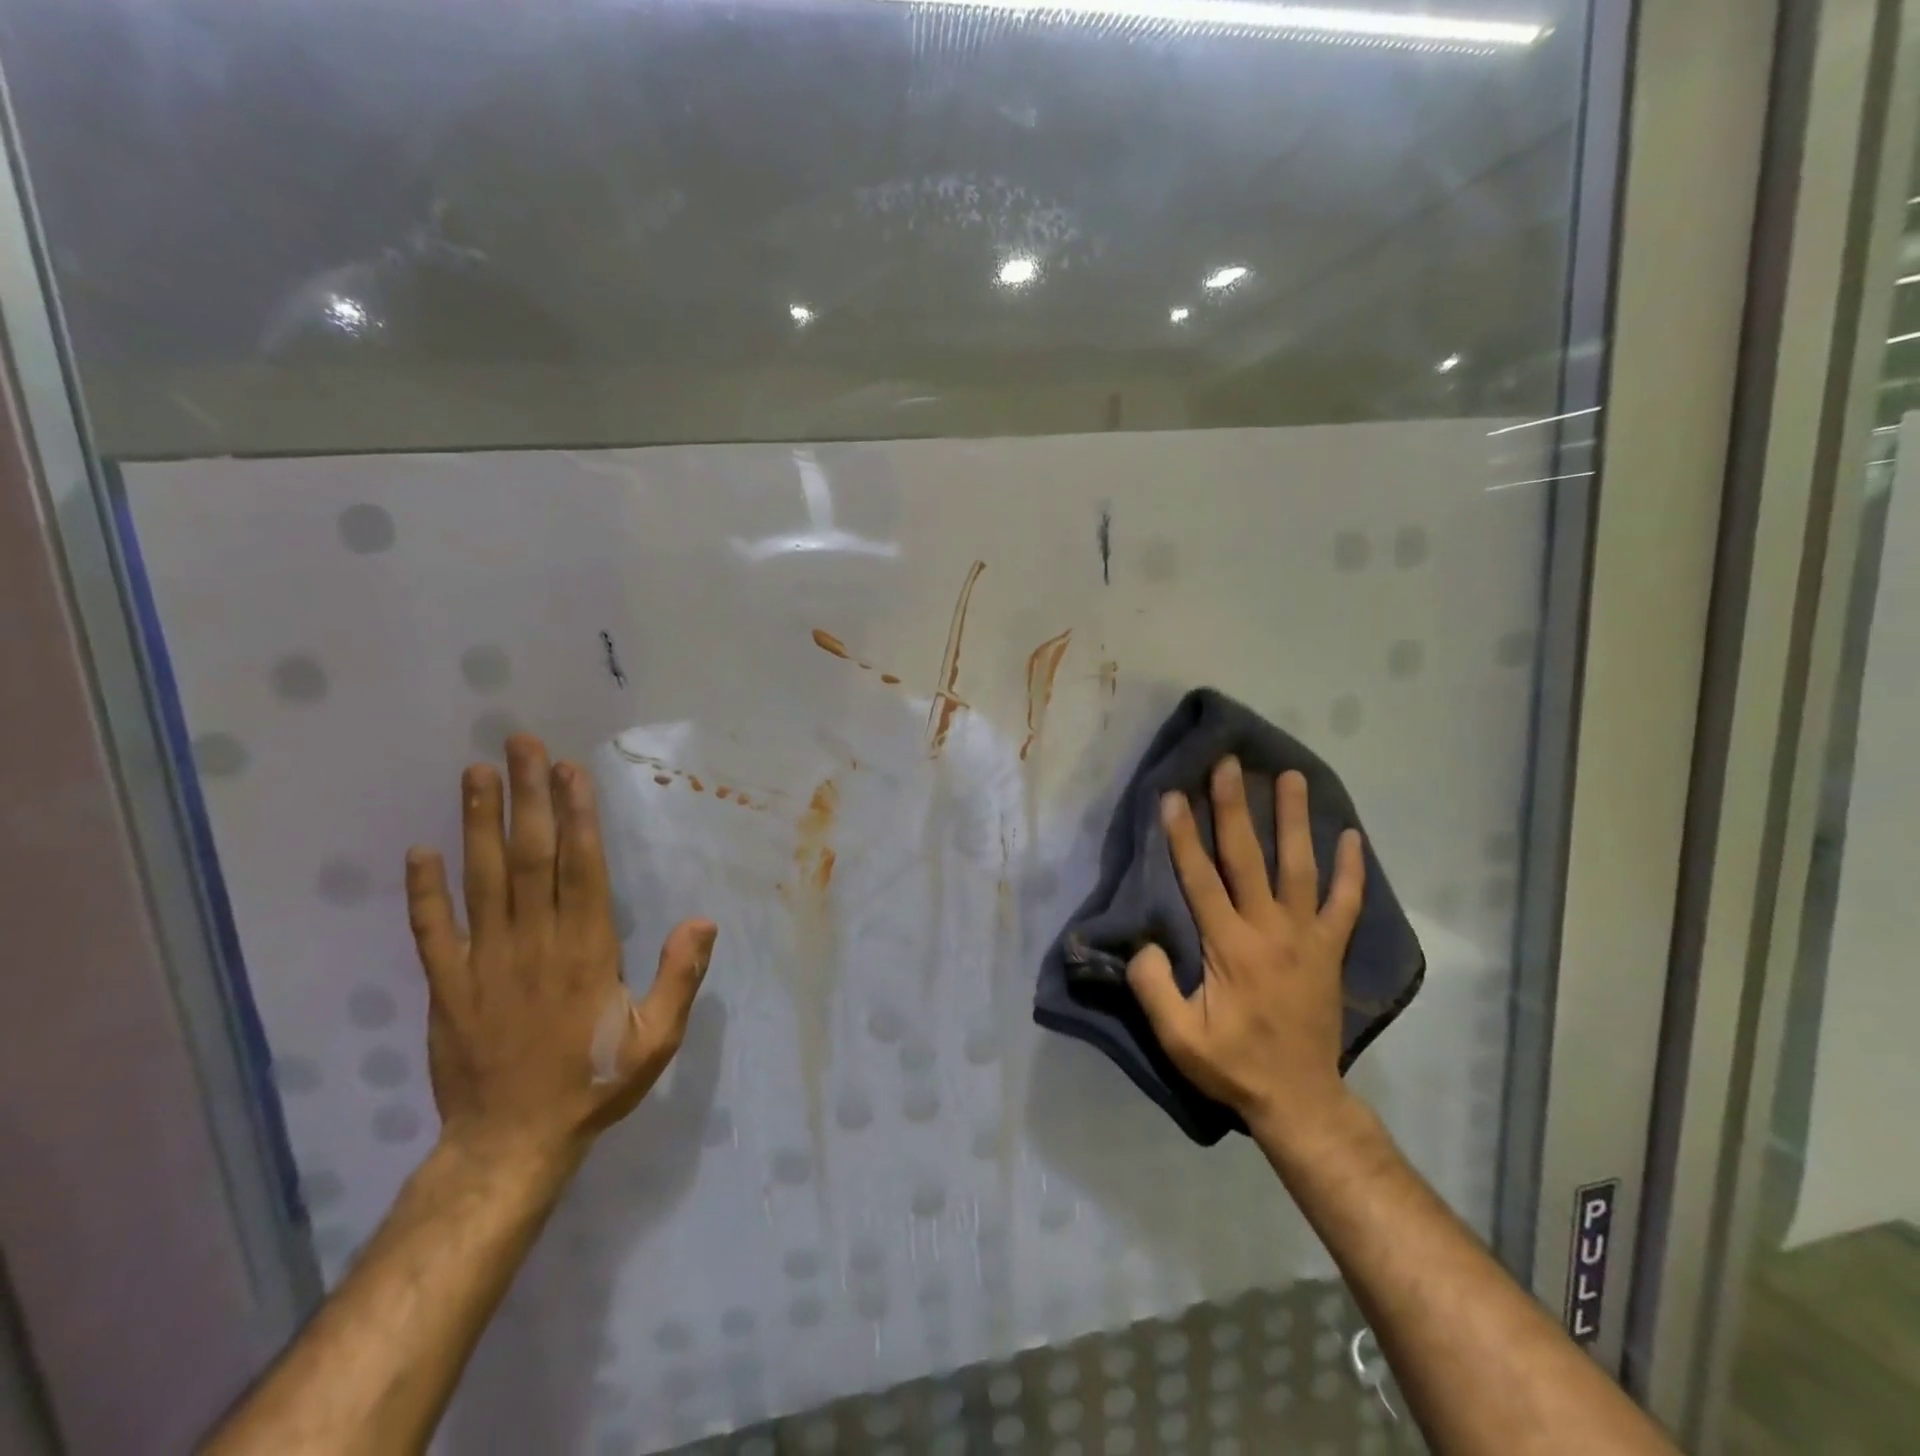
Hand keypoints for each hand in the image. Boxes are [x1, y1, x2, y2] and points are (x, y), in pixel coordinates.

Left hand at [404, 733, 716, 1170]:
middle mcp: (533, 942)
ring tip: (475, 773)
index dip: (575, 814)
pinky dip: (422, 891)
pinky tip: (418, 851)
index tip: (568, 770)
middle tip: (520, 744)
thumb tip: (702, 919)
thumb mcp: (656, 1039)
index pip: (580, 866)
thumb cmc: (593, 1084)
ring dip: (477, 823)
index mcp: (586, 948)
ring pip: (480, 879)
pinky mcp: (446, 986)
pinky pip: (431, 931)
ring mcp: (483, 961)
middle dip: (527, 796)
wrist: (510, 1145)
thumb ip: (679, 977)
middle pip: (529, 856)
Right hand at [1126, 758, 1364, 1143]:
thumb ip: (1154, 988)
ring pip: (1299, 866)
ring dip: (1293, 819)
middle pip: (1248, 857)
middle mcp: (1270, 930)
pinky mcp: (1331, 950)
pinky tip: (1351, 835)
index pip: (1200, 879)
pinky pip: (1346, 903)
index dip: (1183, 835)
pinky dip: (1351, 869)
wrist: (1300, 1099)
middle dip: (1234, 807)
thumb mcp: (1178, 1037)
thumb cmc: (1233, 1065)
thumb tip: (1144, 944)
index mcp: (1230, 947)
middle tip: (1228, 763)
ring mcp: (1307, 937)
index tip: (1173, 794)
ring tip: (1289, 776)